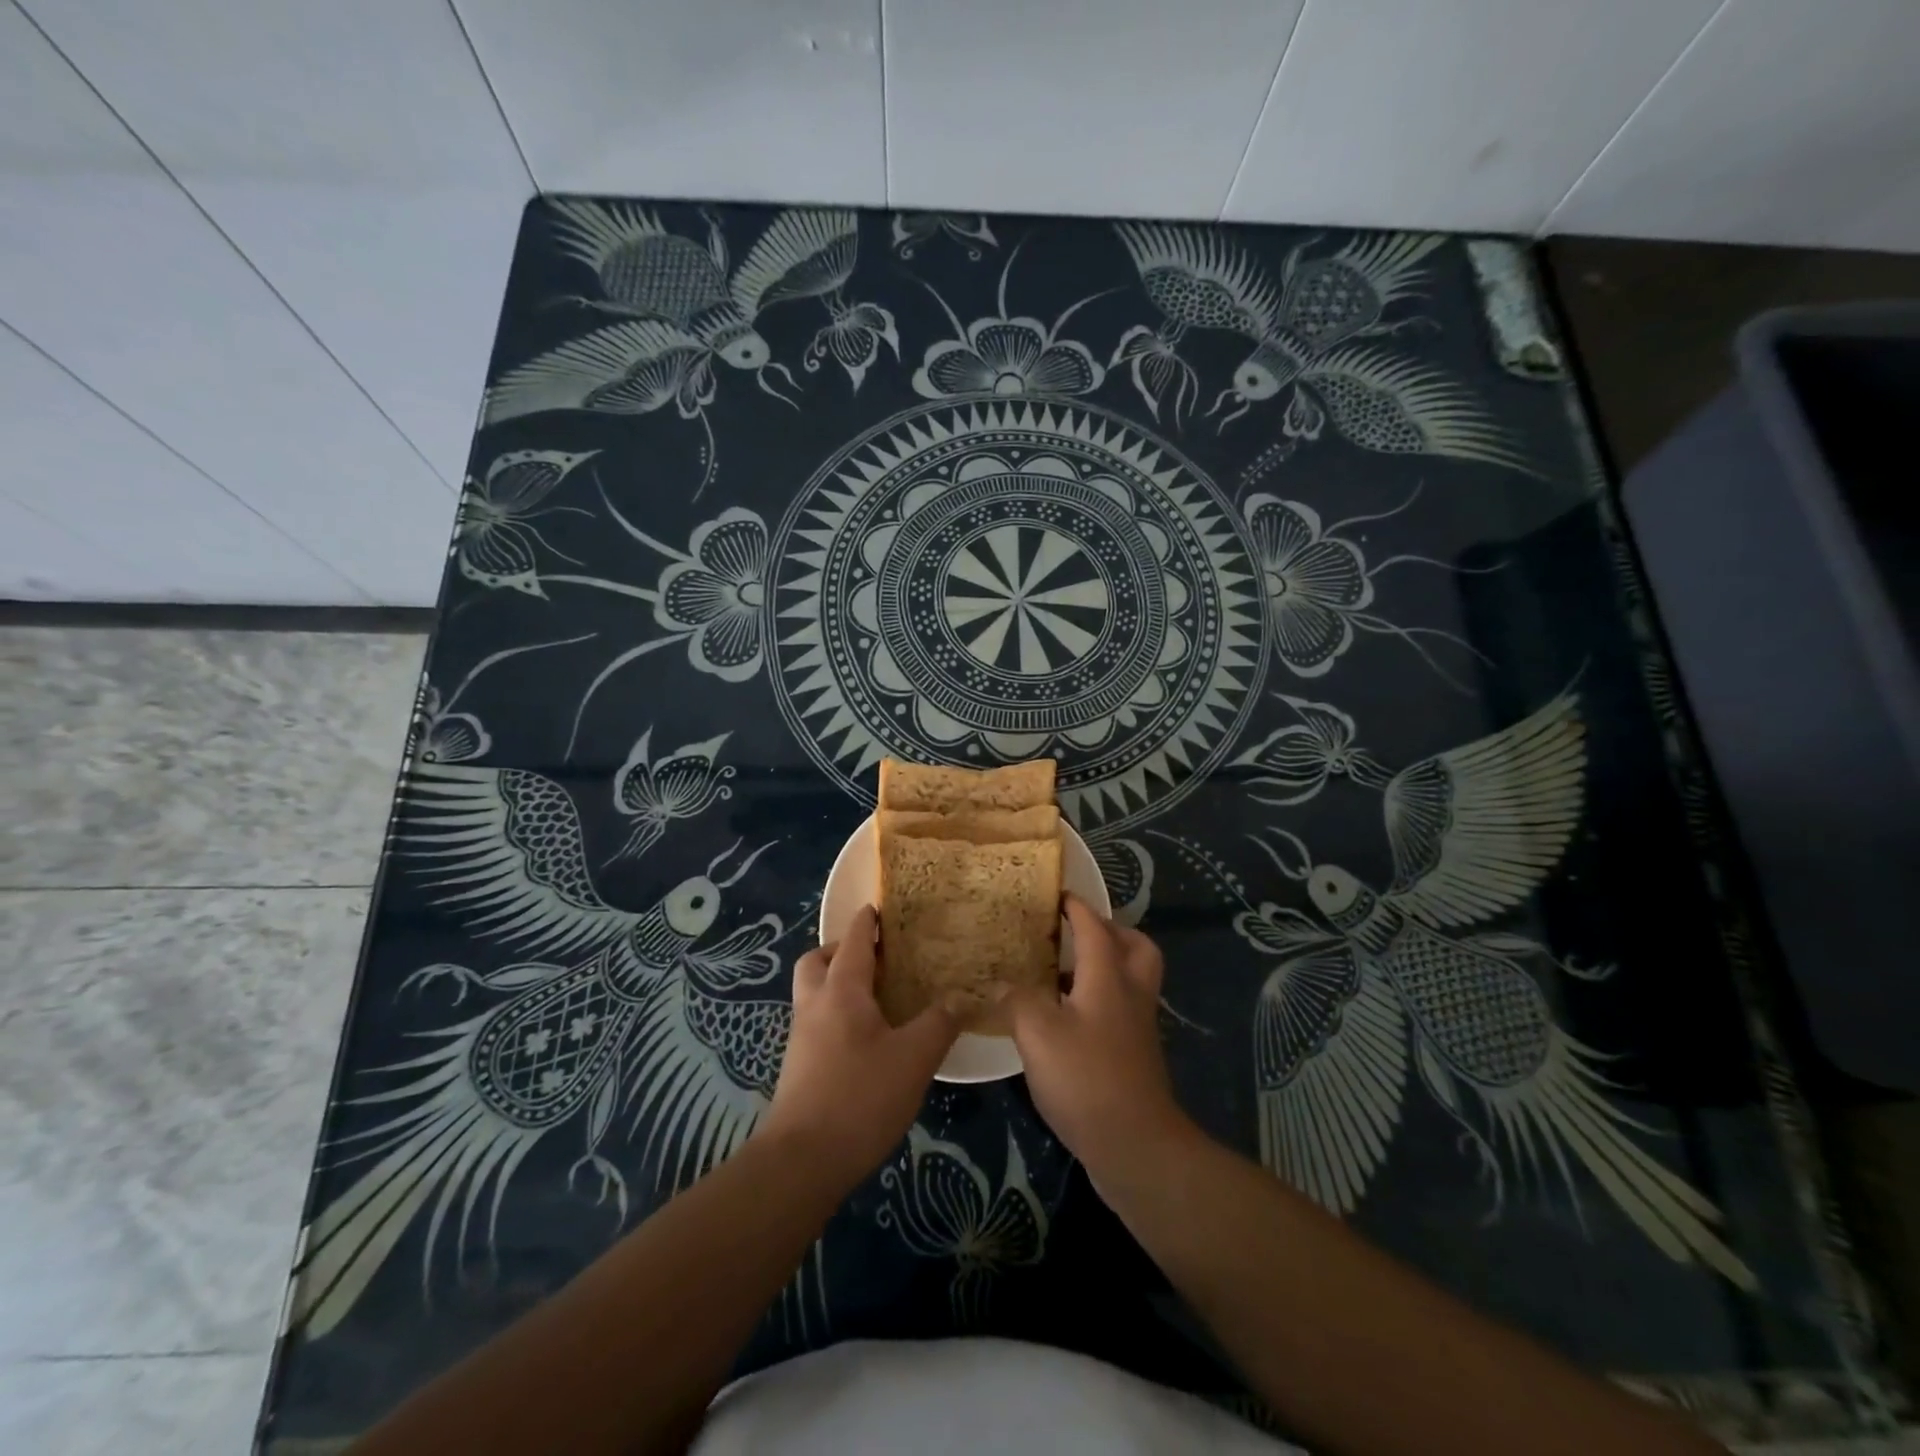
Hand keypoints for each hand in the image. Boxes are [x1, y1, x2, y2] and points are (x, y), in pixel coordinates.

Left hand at [759, 905, 957, 1192]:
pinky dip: (834, 1015)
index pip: (852, 940)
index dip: (866, 922)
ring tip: (873, 998)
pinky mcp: (798, 1067)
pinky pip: (815, 1022)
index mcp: (841, 991)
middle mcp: (814, 1005)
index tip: (880, 908)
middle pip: (816, 961)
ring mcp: (801, 1038)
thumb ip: (940, 1023)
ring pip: (811, 993)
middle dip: (840, 950)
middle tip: (874, 959)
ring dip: (834, 983)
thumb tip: (962, 996)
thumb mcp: (914, 1059)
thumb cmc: (860, 1097)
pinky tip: (863, 1040)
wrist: (801, 1161)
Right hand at [1007, 896, 1190, 1173]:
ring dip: (1106, 966)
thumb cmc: (1086, 1078)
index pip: (1095, 927)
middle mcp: (1130, 994)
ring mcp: (1137, 1027)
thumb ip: (1017, 1000)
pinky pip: (1122, 1009)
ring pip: (1131, 979)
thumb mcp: (1038, 1033)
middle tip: (1076, 933)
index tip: (1057, 894)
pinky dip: (1100, 1000)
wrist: (1136, 1146)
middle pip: (1136, 947)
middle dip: (1111, 931)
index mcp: (1108, 978)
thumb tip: (1001, 984)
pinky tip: (1067, 1020)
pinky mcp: (1135, 1056)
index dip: (1076, 907)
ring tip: (1064, 973)